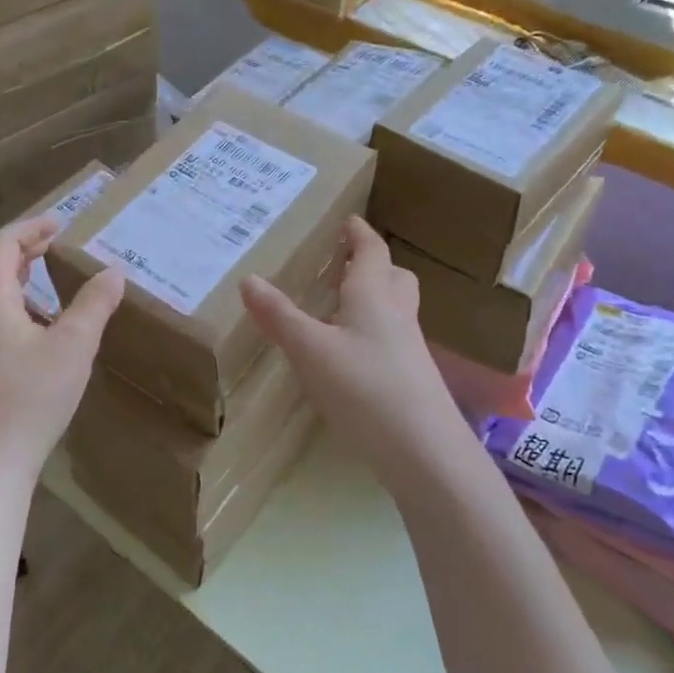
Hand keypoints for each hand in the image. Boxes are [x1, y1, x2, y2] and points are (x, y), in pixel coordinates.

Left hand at [0, 214, 124, 487]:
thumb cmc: (31, 397)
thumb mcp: (74, 345)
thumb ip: (95, 303)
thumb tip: (113, 271)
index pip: (4, 243)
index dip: (32, 227)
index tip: (61, 222)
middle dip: (24, 247)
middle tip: (57, 242)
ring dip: (17, 274)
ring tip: (49, 274)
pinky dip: (13, 300)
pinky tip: (38, 323)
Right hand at [240, 216, 468, 490]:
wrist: (425, 452)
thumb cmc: (365, 388)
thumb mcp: (311, 351)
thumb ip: (279, 316)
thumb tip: (248, 279)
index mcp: (374, 295)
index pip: (372, 251)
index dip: (359, 233)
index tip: (349, 219)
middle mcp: (398, 314)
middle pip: (394, 277)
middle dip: (374, 263)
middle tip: (347, 262)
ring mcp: (410, 348)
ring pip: (397, 308)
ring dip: (377, 296)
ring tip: (345, 305)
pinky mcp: (413, 379)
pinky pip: (394, 338)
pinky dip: (375, 331)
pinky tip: (354, 354)